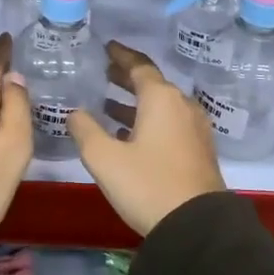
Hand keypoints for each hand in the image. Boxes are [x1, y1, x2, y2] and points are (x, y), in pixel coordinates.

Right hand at [68, 42, 225, 235]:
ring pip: (161, 105)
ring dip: (136, 102)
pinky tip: (129, 134)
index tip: (107, 47)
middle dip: (126, 78)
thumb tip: (75, 113)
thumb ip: (85, 129)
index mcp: (161, 99)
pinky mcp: (198, 150)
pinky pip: (170, 122)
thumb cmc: (147, 184)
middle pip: (152, 83)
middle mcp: (182, 106)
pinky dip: (148, 120)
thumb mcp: (104, 158)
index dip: (121, 56)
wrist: (197, 227)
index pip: (139, 66)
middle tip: (104, 73)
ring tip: (108, 105)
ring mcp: (194, 128)